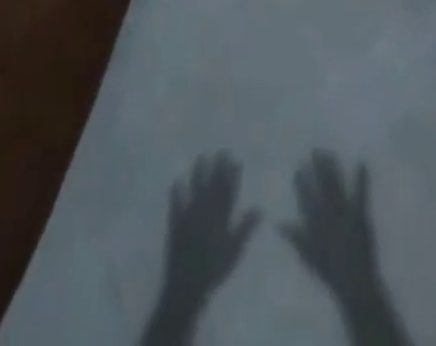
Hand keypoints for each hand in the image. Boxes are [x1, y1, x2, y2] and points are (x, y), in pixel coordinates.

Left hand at [141, 154, 258, 344]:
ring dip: (198, 173)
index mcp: (221, 215)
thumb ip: (246, 227)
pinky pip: (176, 204)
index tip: (235, 159)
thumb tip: (260, 207)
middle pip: (213, 185)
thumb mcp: (235, 249)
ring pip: (196, 189)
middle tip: (221, 151)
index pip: (228, 190)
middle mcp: (206, 210)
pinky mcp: (176, 223)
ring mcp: (190, 215)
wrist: (188, 284)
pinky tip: (175, 181)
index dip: (232, 174)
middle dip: (218, 167)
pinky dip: (176, 193)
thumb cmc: (215, 268)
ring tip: (201, 157)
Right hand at [280, 152, 380, 300]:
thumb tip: (279, 224)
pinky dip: (361, 178)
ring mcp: (345, 212)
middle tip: (314, 150)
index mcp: (316, 224)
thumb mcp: (308, 256)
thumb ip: (295, 238)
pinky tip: (362, 163)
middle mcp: (328, 214)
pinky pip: (361, 193)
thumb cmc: (329, 270)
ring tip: (329, 153)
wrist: (353, 282)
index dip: (302, 183)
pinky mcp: (360, 214)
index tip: (298, 168)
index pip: (306, 198)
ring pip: (337, 185)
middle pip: (322, 186)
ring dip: (333, 168)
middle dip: (318, 167)